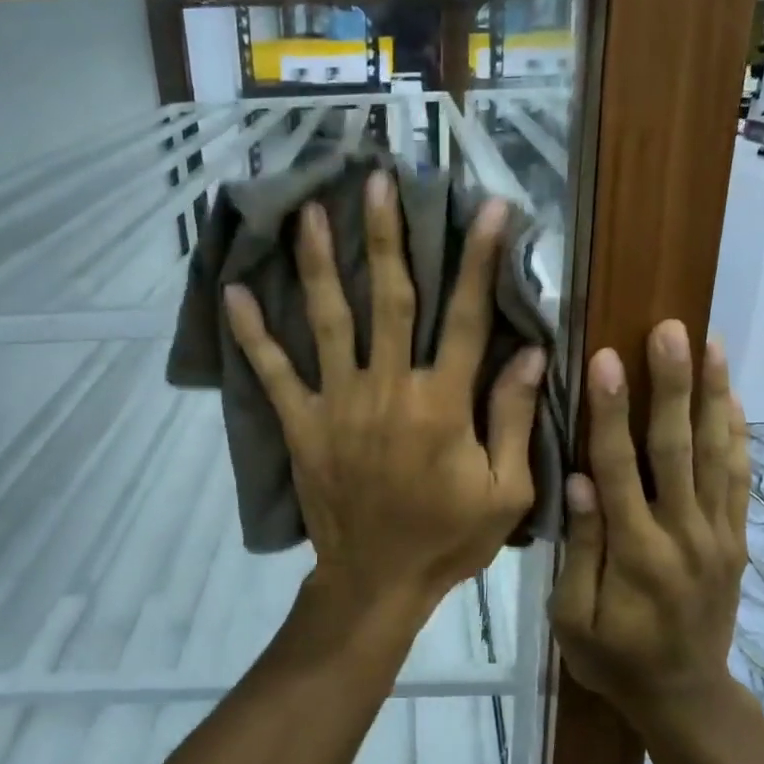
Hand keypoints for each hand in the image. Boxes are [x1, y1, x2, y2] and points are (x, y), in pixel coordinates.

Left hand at [224, 171, 545, 617]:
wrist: (377, 582)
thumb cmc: (448, 538)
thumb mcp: (504, 490)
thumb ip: (513, 418)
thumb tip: (529, 352)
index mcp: (443, 403)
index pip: (468, 318)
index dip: (479, 260)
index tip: (489, 208)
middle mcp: (389, 388)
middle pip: (391, 300)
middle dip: (388, 237)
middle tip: (377, 181)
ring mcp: (339, 403)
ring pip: (330, 321)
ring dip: (321, 263)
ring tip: (309, 212)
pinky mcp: (303, 424)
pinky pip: (275, 373)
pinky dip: (254, 335)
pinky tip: (235, 293)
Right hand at [549, 321, 750, 732]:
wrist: (685, 697)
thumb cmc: (613, 658)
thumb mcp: (573, 618)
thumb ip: (580, 549)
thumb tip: (580, 480)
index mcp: (636, 553)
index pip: (620, 468)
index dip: (612, 412)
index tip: (608, 359)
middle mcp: (684, 534)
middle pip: (678, 448)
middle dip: (673, 385)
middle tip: (671, 331)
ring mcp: (718, 535)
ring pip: (717, 455)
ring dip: (713, 396)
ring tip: (712, 345)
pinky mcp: (736, 540)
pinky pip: (740, 480)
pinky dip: (738, 436)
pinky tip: (733, 398)